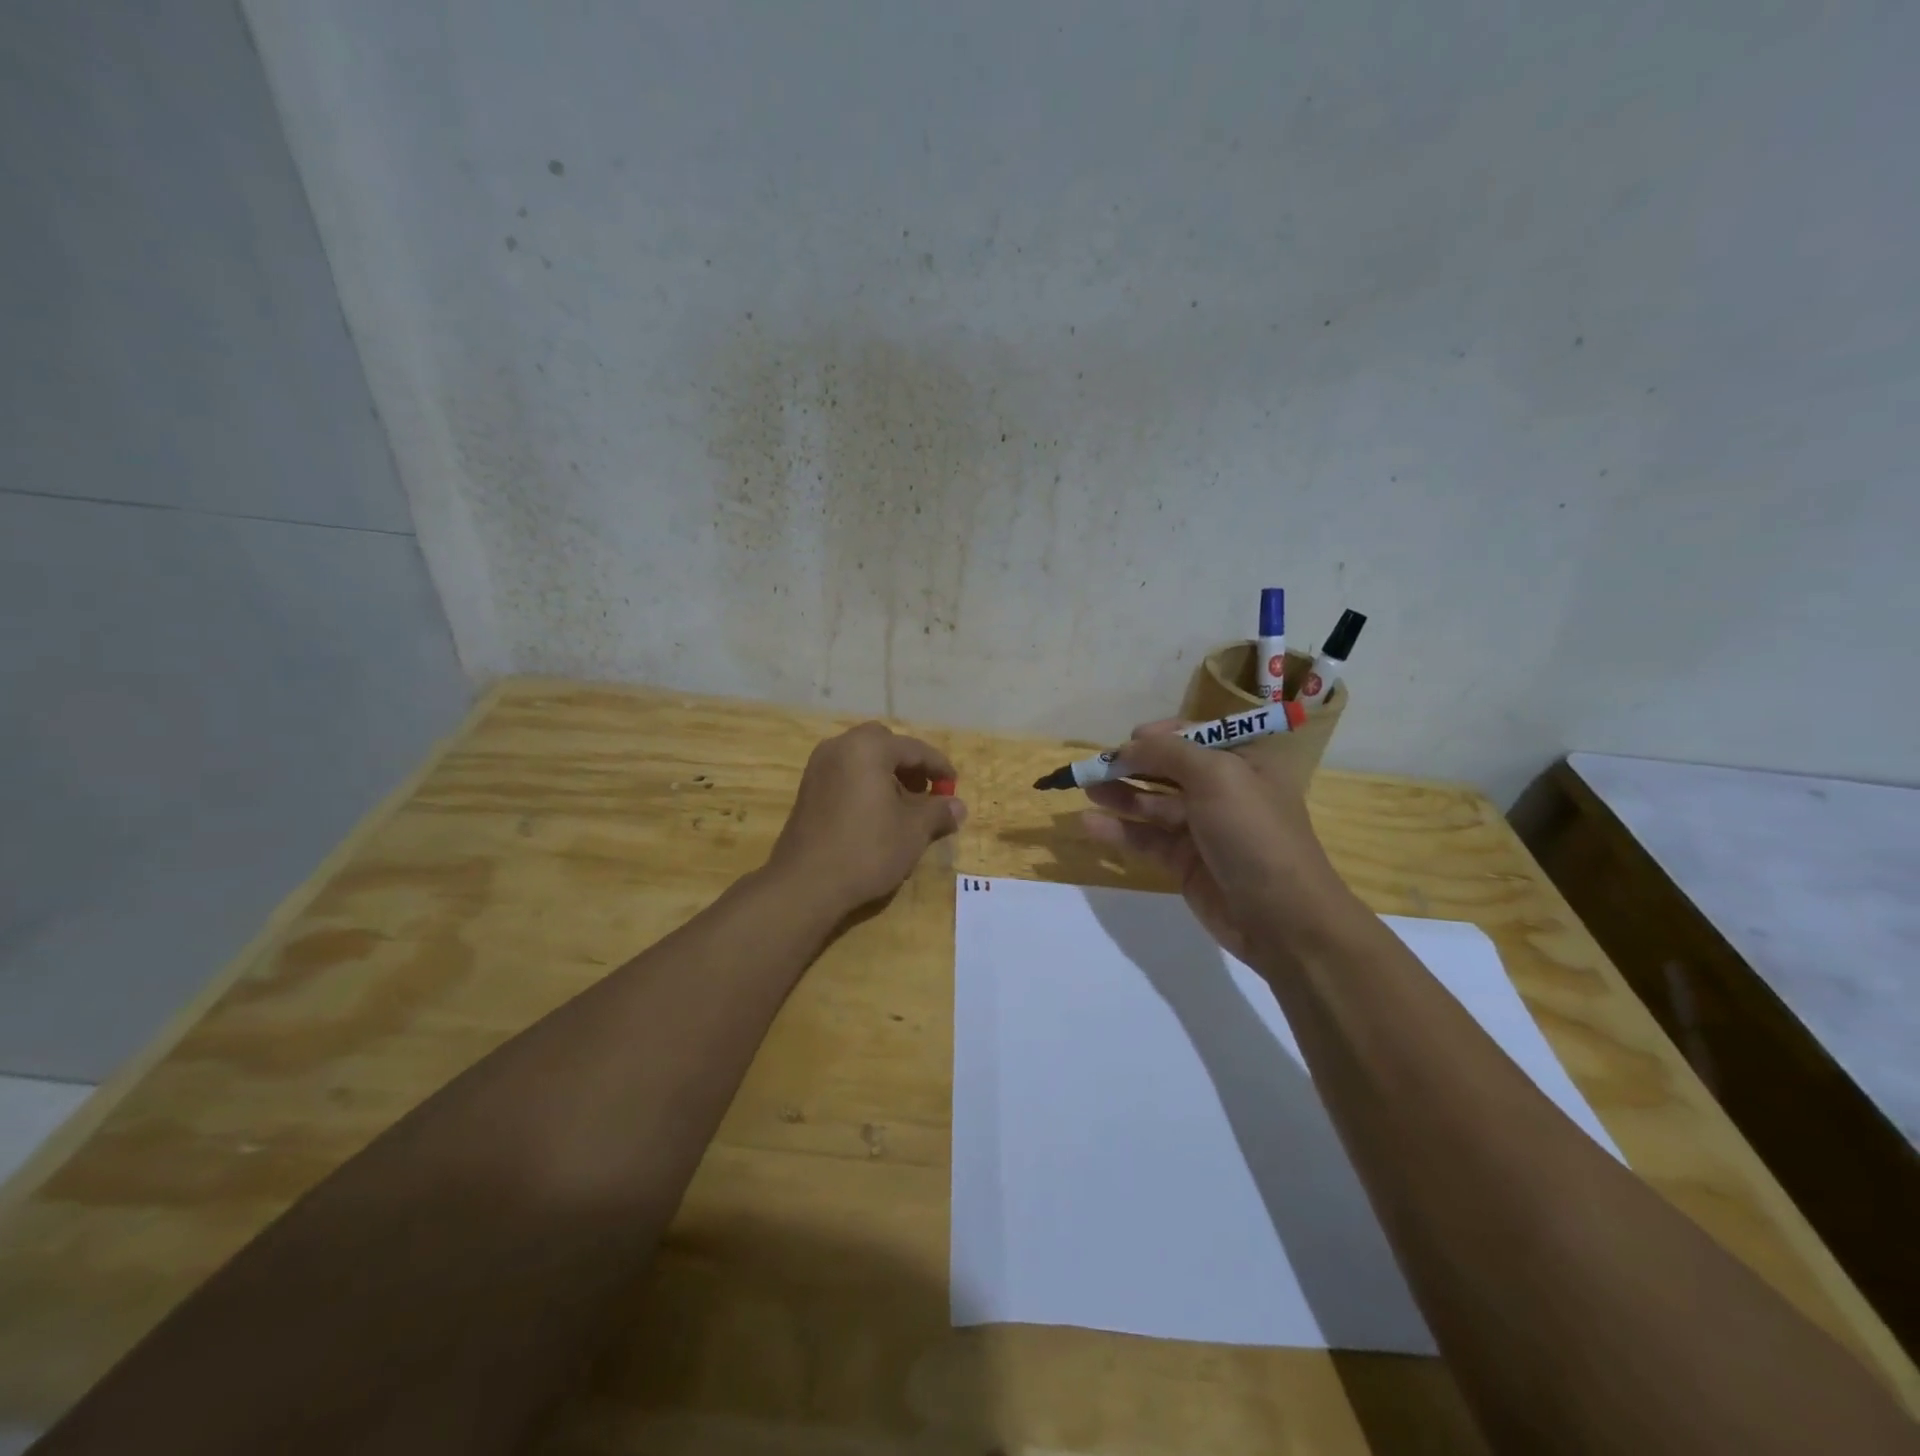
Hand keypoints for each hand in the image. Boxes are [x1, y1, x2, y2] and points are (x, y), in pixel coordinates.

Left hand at [766, 722, 967, 916]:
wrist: (806, 883)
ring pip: (861, 758)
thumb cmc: (867, 849)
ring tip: (903, 806)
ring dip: (886, 774)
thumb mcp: (913, 832)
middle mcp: (839, 747)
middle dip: (908, 764)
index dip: (939, 767)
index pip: (914, 748)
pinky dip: (864, 784)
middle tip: (925, 790)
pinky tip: (876, 815)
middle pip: (883, 744)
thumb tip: (958, 806)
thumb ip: (938, 812)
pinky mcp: (807, 790)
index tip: (954, 786)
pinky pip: (844, 774)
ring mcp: (818, 768)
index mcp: (868, 748)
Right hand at [1078, 721, 1359, 964]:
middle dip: (1132, 764)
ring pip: (1152, 803)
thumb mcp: (1217, 777)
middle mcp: (1223, 791)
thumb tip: (1128, 745)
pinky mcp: (1184, 862)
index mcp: (1244, 762)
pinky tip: (1089, 824)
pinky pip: (1146, 838)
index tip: (1129, 740)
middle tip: (1094, 766)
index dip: (1161, 735)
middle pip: (1168, 769)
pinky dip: (1119, 830)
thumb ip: (1168, 753)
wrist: (1283, 919)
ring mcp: (1202, 828)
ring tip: (1085, 788)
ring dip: (1119, 794)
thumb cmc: (1254, 834)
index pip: (1196, 736)